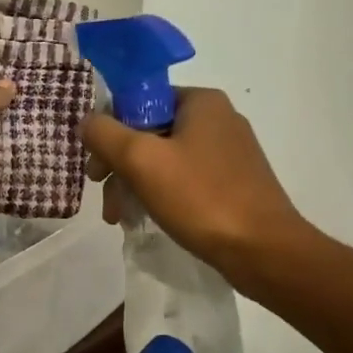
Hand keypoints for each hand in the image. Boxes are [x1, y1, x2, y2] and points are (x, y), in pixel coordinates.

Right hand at [80, 87, 304, 290]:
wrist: (264, 251)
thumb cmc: (201, 197)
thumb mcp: (142, 160)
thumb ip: (105, 133)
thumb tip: (87, 121)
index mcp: (201, 101)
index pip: (139, 101)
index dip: (110, 131)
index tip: (97, 167)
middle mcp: (218, 119)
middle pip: (150, 132)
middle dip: (121, 165)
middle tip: (105, 196)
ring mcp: (229, 152)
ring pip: (164, 159)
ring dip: (136, 184)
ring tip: (120, 217)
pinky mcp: (234, 182)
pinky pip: (185, 179)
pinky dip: (161, 194)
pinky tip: (147, 218)